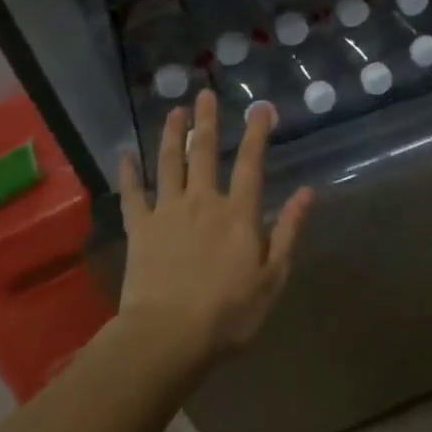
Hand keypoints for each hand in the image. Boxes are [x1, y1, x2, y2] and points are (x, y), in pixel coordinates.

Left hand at [117, 90, 312, 363]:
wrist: (168, 336)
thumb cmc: (228, 313)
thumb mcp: (272, 277)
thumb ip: (288, 231)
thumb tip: (307, 192)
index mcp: (238, 214)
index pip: (251, 163)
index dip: (257, 133)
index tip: (261, 107)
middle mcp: (203, 202)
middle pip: (204, 153)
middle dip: (207, 121)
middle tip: (205, 94)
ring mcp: (167, 212)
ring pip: (169, 163)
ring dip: (171, 135)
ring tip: (173, 111)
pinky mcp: (139, 229)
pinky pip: (133, 194)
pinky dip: (128, 173)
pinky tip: (125, 154)